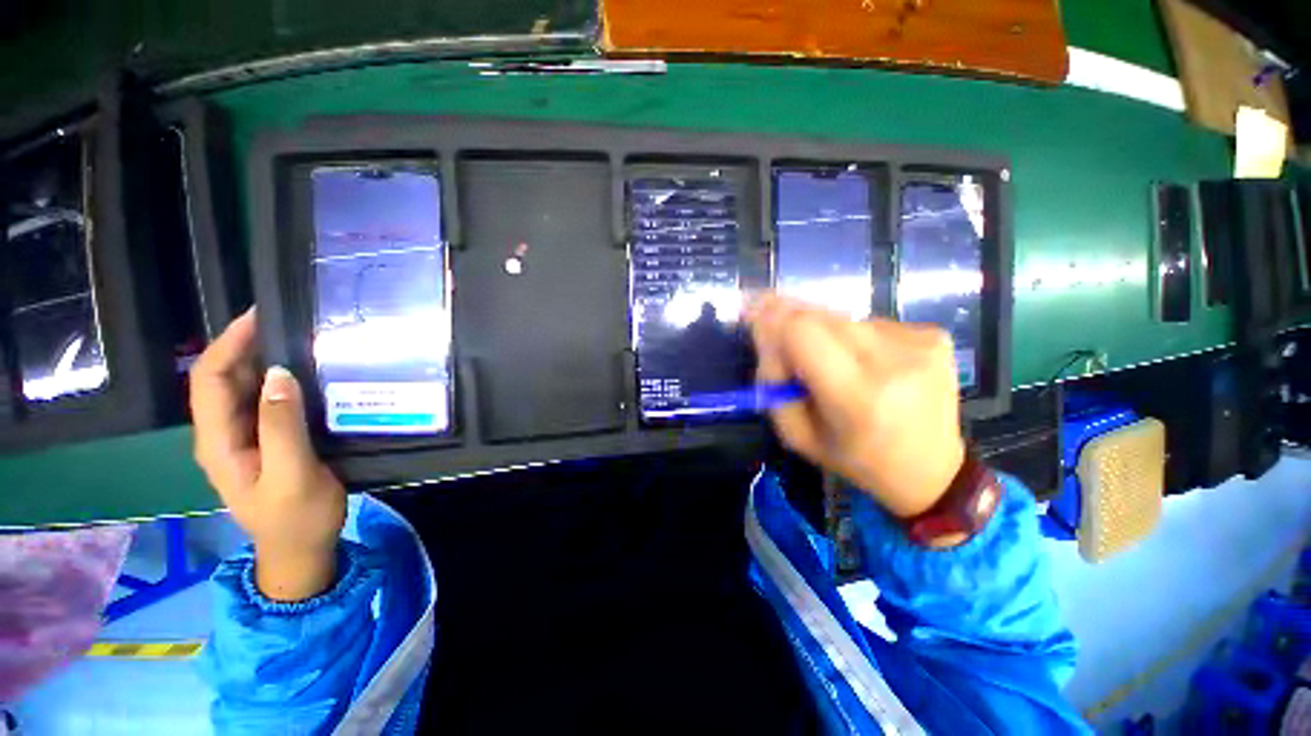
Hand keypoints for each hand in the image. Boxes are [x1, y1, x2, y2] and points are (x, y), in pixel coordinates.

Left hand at [189, 309, 346, 600]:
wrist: (301, 548)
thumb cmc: (297, 517)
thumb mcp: (293, 474)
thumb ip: (282, 426)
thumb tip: (278, 373)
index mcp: (218, 442)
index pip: (210, 379)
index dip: (230, 344)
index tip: (262, 315)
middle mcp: (222, 433)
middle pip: (223, 378)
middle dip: (247, 344)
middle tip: (291, 322)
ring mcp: (243, 437)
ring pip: (244, 388)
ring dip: (265, 360)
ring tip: (302, 339)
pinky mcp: (265, 440)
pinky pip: (265, 401)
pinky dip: (280, 380)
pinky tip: (306, 373)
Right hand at [747, 295, 965, 518]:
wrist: (931, 469)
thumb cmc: (854, 458)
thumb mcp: (797, 434)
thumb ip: (772, 382)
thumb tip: (765, 331)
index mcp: (855, 397)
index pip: (802, 331)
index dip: (772, 319)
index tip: (752, 315)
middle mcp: (892, 362)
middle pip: (821, 316)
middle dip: (792, 322)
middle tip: (783, 341)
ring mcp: (918, 345)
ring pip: (844, 318)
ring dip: (824, 333)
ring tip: (831, 364)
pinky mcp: (933, 336)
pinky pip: (871, 323)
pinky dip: (855, 338)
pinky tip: (865, 364)